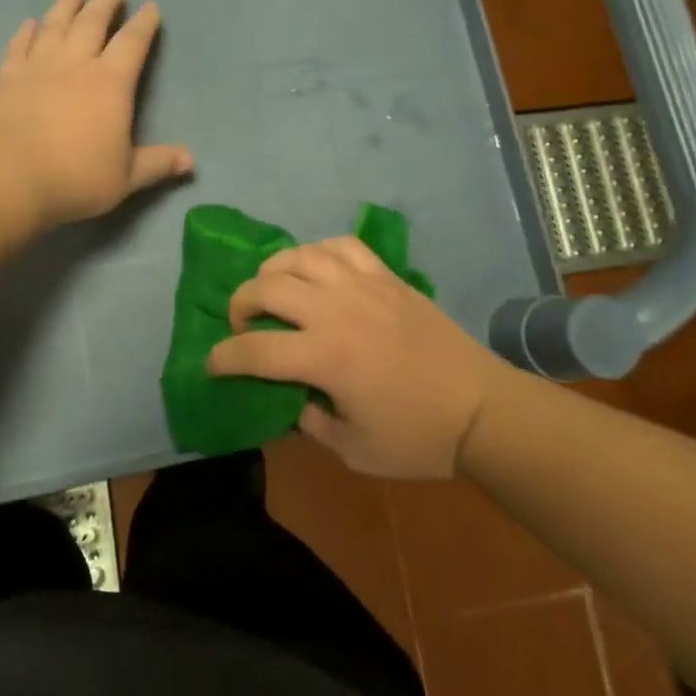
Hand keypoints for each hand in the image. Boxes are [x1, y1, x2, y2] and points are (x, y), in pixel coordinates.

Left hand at [0, 0, 192, 229]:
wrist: (8, 176)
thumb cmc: (75, 177)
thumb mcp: (125, 177)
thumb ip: (157, 163)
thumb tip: (191, 160)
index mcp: (111, 83)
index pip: (133, 44)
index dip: (144, 24)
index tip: (151, 7)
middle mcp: (76, 64)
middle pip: (93, 23)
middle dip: (106, 3)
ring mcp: (38, 67)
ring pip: (55, 25)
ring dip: (66, 4)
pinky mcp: (7, 78)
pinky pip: (19, 46)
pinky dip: (25, 32)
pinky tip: (29, 23)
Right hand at [208, 236, 520, 478]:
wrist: (483, 410)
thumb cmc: (418, 438)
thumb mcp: (353, 450)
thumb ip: (309, 421)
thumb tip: (288, 397)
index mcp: (326, 358)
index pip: (254, 350)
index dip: (223, 357)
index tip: (212, 365)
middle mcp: (337, 311)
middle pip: (267, 288)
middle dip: (240, 304)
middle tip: (242, 325)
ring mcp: (364, 286)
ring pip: (299, 256)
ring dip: (274, 272)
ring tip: (274, 292)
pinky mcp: (387, 276)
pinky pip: (341, 245)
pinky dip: (318, 252)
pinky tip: (316, 270)